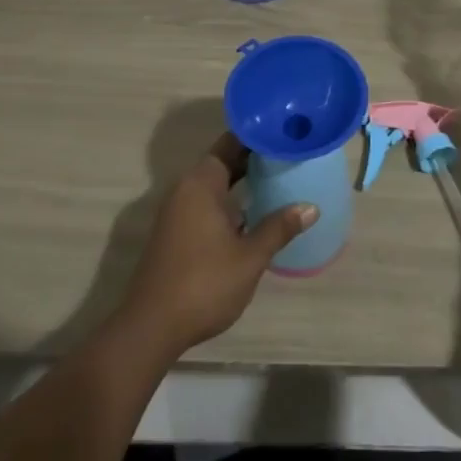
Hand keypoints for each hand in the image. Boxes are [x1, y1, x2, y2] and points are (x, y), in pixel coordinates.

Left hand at [116, 136, 316, 358]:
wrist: (150, 328)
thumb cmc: (204, 284)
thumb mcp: (250, 257)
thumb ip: (279, 228)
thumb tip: (311, 207)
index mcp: (201, 183)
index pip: (231, 143)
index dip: (258, 136)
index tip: (285, 131)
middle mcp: (186, 189)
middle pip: (223, 161)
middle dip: (254, 158)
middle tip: (289, 154)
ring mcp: (177, 212)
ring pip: (215, 184)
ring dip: (242, 180)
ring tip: (278, 178)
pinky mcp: (175, 233)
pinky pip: (206, 202)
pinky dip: (229, 200)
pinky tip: (253, 212)